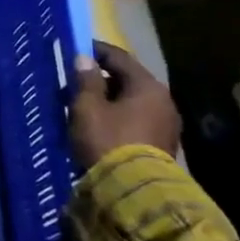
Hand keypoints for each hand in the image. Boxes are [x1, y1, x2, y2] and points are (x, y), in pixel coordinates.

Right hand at [69, 40, 180, 170]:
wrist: (134, 191)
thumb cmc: (108, 141)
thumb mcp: (87, 108)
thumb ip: (86, 80)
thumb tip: (84, 58)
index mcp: (147, 86)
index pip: (119, 57)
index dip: (95, 51)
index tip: (75, 49)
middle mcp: (163, 100)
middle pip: (127, 80)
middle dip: (100, 80)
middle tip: (73, 84)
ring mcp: (166, 124)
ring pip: (131, 102)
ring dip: (108, 101)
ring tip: (82, 108)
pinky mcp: (162, 145)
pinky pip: (136, 121)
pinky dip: (117, 118)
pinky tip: (99, 127)